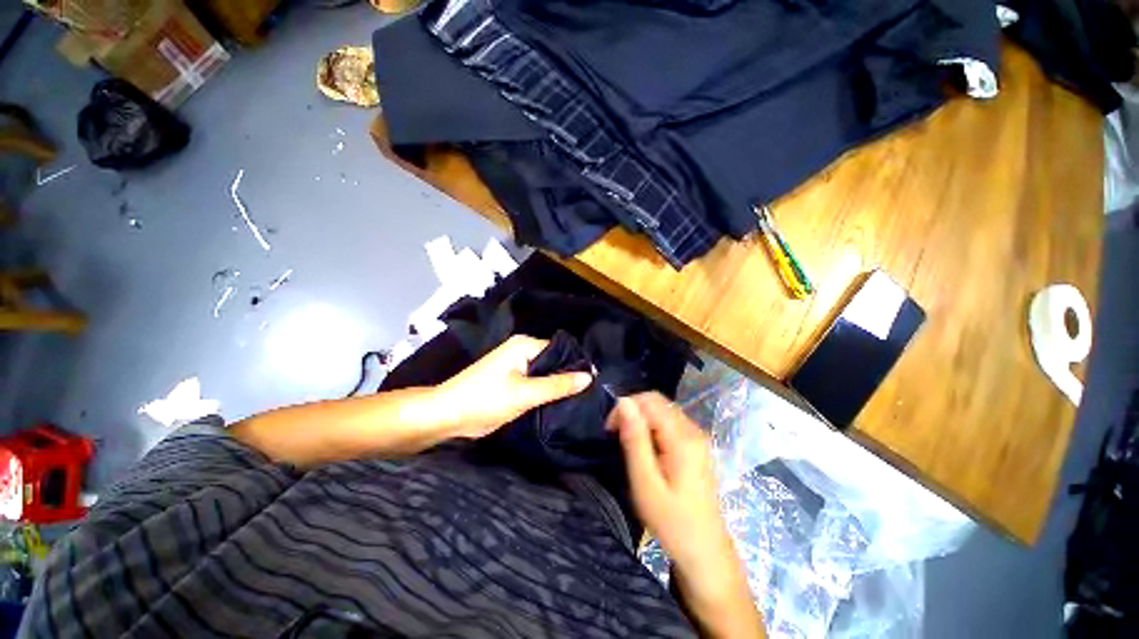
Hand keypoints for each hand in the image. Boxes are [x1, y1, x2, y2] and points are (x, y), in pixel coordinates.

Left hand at [436, 335, 592, 439]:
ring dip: (557, 386)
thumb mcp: (525, 393)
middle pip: (553, 361)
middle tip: (589, 394)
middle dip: (568, 377)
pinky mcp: (512, 381)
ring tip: (580, 400)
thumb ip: (557, 384)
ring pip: (545, 374)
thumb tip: (588, 377)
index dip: (576, 365)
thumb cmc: (485, 399)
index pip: (560, 350)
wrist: (448, 415)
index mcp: (524, 345)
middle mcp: (522, 351)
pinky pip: (535, 383)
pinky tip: (560, 403)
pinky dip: (545, 392)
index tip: (594, 383)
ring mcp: (516, 366)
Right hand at [610, 393, 765, 637]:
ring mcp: (697, 437)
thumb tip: (624, 401)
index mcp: (683, 438)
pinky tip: (645, 448)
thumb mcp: (646, 482)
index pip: (650, 401)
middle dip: (632, 411)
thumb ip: (635, 439)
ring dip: (641, 419)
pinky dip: (651, 427)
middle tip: (616, 435)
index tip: (609, 430)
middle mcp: (693, 430)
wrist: (704, 552)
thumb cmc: (672, 521)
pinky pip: (669, 422)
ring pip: (662, 411)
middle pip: (657, 402)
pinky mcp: (695, 446)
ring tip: (628, 443)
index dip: (626, 407)